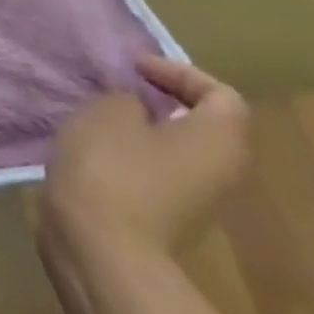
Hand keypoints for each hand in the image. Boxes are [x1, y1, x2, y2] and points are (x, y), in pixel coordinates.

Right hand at [42, 56, 250, 257]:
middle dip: (162, 99)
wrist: (101, 244)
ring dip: (142, 125)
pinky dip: (129, 150)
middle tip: (118, 85)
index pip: (222, 95)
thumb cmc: (112, 166)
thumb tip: (137, 105)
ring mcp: (195, 200)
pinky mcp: (164, 215)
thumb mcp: (110, 110)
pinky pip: (154, 169)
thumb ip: (129, 98)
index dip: (179, 72)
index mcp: (218, 141)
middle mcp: (221, 172)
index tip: (134, 69)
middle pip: (204, 124)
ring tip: (98, 111)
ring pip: (177, 148)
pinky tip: (91, 145)